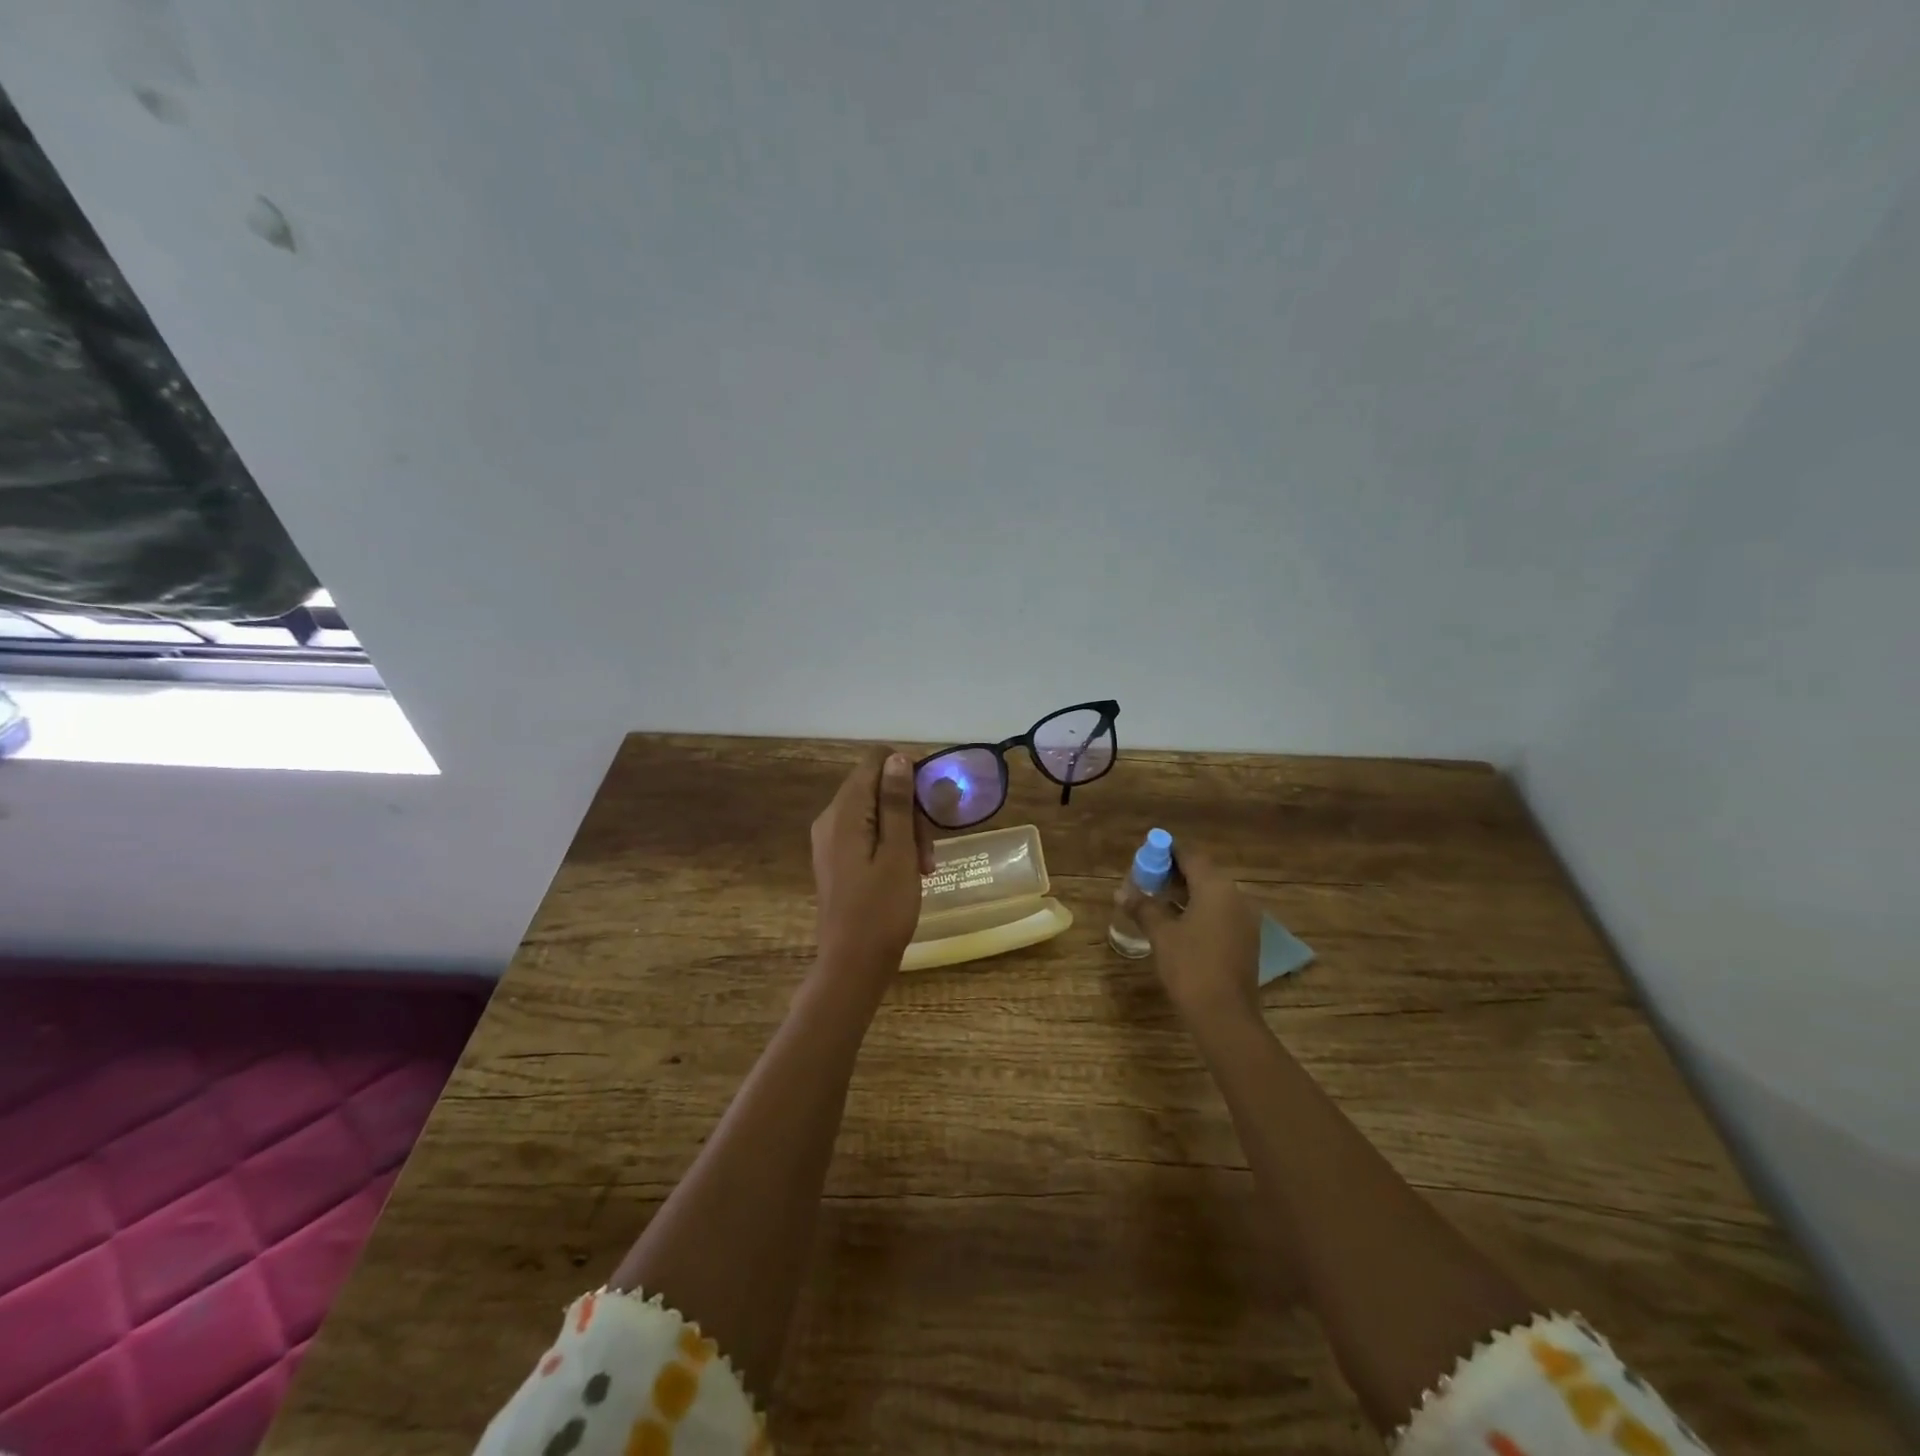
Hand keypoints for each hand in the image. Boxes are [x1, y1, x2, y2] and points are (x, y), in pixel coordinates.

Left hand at [810, 748, 934, 980]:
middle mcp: (831, 819)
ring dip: (904, 831)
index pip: (875, 761)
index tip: (930, 805)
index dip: (908, 773)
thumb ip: (896, 803)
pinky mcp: (837, 859)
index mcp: (845, 812)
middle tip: (928, 850)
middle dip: (909, 809)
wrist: (853, 965)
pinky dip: (891, 845)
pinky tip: (908, 872)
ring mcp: (830, 840)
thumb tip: (897, 758)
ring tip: (923, 867)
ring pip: (875, 812)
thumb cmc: (881, 910)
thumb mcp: (898, 853)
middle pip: (876, 787)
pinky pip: (867, 834)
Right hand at [1129, 845, 1261, 1025]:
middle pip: (1203, 873)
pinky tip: (1176, 923)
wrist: (1225, 1016)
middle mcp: (1236, 897)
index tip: (1146, 856)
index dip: (1167, 852)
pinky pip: (1219, 913)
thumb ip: (1143, 907)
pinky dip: (1198, 910)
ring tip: (1156, 900)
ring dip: (1185, 893)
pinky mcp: (1245, 940)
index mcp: (1216, 888)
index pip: (1191, 856)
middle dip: (1174, 873)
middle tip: (1146, 879)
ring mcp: (1244, 920)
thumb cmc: (1190, 967)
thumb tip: (1121, 892)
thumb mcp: (1161, 934)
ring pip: (1212, 894)